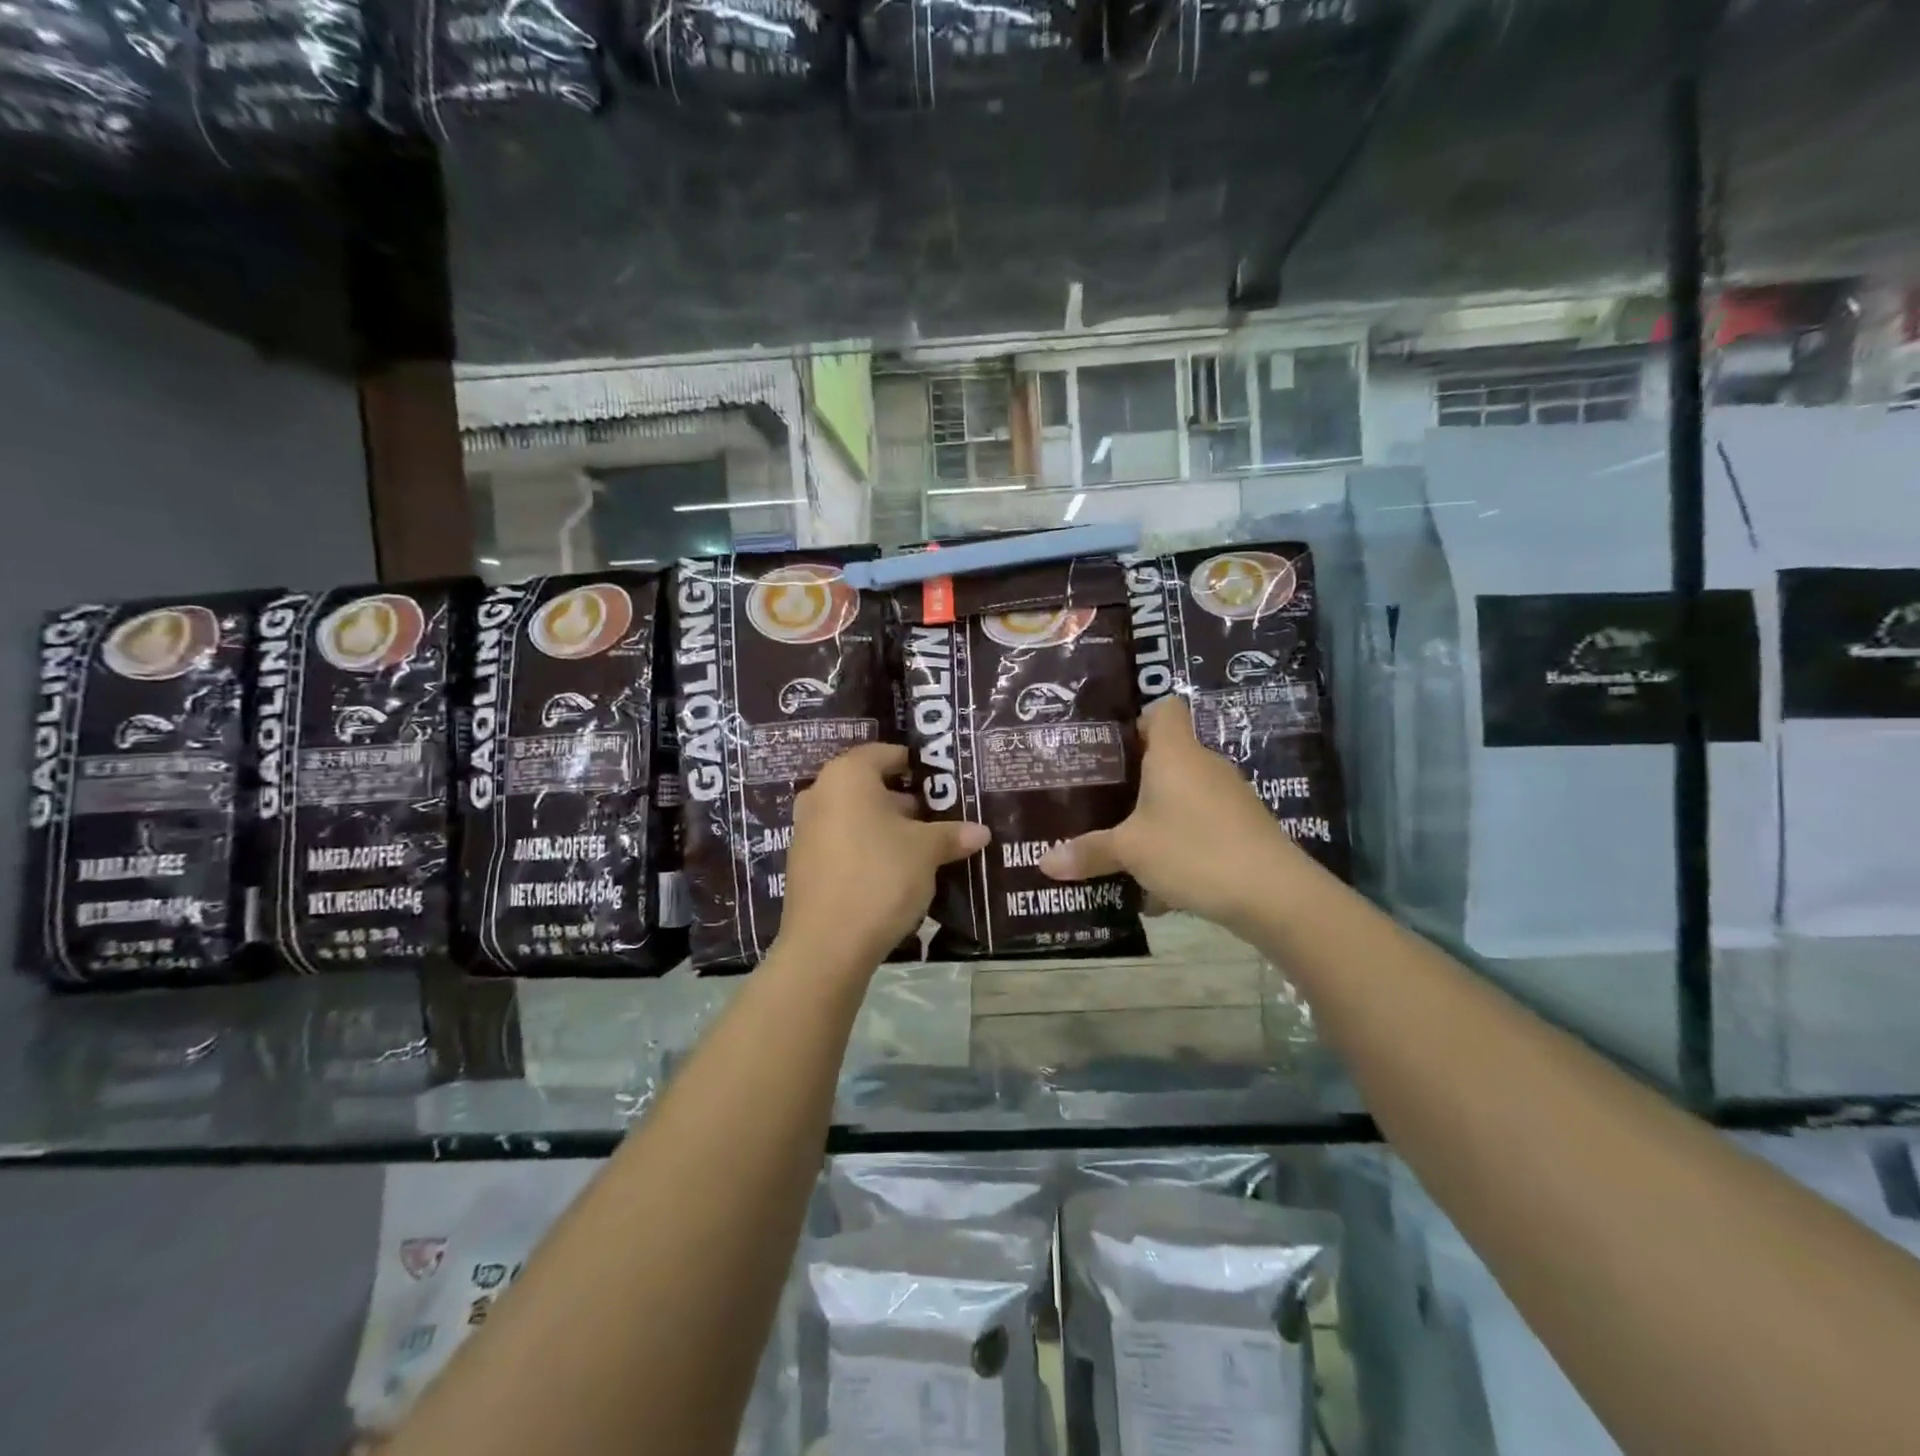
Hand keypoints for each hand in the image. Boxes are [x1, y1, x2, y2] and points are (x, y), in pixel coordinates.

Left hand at [779, 742, 989, 969]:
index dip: (916, 764)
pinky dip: (867, 848)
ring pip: (855, 816)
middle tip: (939, 816)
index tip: (941, 781)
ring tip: (923, 846)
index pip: (885, 753)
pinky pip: (842, 842)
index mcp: (847, 776)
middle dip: (904, 800)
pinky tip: (893, 871)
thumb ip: (952, 834)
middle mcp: (820, 794)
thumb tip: (981, 832)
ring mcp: (806, 830)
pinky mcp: (803, 863)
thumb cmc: (880, 876)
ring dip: (886, 826)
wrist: (827, 944)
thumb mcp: (926, 852)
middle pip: (869, 785)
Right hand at [1039, 697, 1307, 932]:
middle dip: (1136, 777)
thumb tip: (1044, 862)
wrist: (1274, 894)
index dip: (1138, 720)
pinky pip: (1201, 825)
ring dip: (1157, 815)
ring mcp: (1230, 797)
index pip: (1164, 709)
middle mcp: (1205, 766)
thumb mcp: (1131, 852)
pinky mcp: (1244, 828)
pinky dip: (1180, 843)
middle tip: (1101, 798)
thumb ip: (1089, 852)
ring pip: (1184, 795)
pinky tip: (1161, 882)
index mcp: (1176, 754)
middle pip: (1169, 755)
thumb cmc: (1193, 851)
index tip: (1112, 749)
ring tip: (1125, 842)